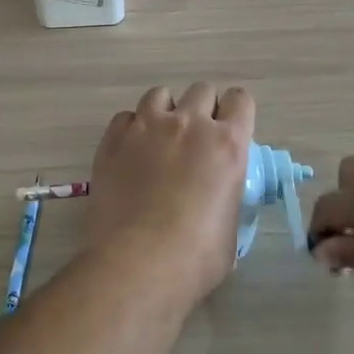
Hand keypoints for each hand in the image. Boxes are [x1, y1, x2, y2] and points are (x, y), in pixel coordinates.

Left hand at [86, 83, 255, 303]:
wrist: (138, 263)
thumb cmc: (196, 256)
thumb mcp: (231, 225)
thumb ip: (228, 195)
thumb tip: (220, 196)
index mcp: (227, 143)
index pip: (240, 100)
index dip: (235, 112)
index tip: (230, 130)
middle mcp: (189, 124)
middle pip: (201, 90)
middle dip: (202, 109)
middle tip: (195, 140)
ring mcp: (147, 127)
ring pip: (160, 94)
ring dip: (165, 112)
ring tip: (160, 140)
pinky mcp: (113, 139)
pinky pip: (126, 117)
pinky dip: (132, 129)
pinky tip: (131, 153)